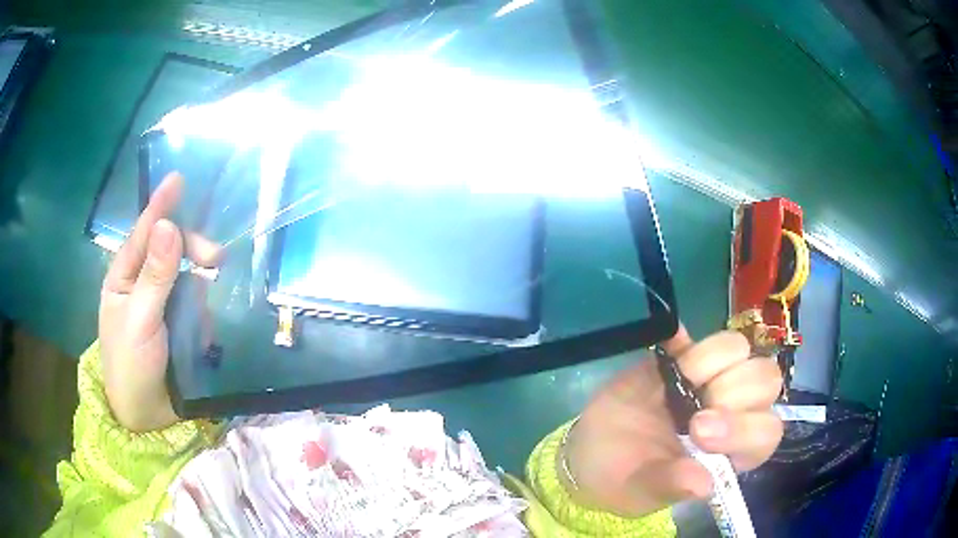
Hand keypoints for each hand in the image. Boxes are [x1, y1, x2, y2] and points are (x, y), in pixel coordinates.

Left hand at [99, 173, 184, 430]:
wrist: (145, 417)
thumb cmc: (130, 365)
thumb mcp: (139, 320)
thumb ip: (155, 275)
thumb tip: (168, 225)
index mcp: (124, 276)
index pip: (143, 231)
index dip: (160, 205)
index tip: (179, 179)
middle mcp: (143, 282)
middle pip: (170, 249)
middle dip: (192, 249)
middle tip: (216, 259)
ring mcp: (161, 303)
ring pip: (186, 275)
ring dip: (199, 282)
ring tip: (206, 300)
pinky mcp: (178, 323)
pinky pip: (195, 304)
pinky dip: (203, 310)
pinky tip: (203, 327)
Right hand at [563, 325, 782, 516]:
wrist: (587, 449)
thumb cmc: (619, 480)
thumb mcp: (640, 492)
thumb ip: (671, 486)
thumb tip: (704, 484)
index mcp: (730, 453)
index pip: (766, 432)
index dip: (744, 427)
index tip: (698, 431)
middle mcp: (731, 412)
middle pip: (766, 380)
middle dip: (734, 390)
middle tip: (693, 408)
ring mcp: (710, 379)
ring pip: (740, 349)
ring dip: (712, 360)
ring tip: (679, 379)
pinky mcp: (684, 356)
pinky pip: (698, 333)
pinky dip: (685, 340)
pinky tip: (667, 353)